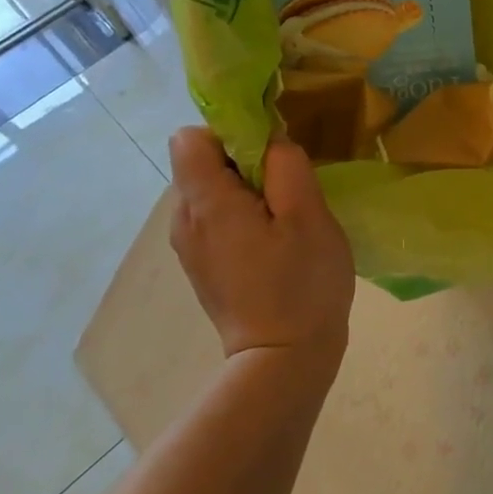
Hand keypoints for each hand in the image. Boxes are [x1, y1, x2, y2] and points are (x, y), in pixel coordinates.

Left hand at [168, 128, 354, 368]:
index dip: (231, 133)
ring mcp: (190, 246)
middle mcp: (184, 220)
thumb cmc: (300, 283)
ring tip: (286, 219)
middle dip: (244, 162)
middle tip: (289, 190)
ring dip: (247, 191)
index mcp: (205, 202)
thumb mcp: (308, 215)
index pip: (190, 138)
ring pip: (211, 191)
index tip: (271, 154)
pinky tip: (275, 243)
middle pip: (201, 163)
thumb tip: (270, 141)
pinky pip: (216, 219)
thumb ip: (287, 165)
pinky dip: (242, 217)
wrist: (283, 360)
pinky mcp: (203, 266)